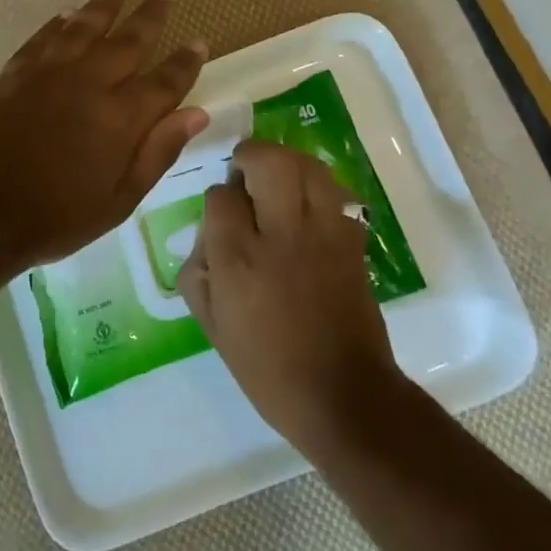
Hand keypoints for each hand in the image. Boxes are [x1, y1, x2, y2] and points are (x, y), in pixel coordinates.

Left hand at [0, 0, 208, 277]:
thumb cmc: (56, 217)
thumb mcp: (119, 200)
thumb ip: (158, 152)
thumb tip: (197, 114)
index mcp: (122, 117)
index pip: (165, 80)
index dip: (184, 62)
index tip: (198, 41)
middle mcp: (90, 82)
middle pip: (128, 40)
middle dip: (150, 15)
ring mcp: (50, 72)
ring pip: (84, 26)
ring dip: (104, 3)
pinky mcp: (16, 73)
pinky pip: (44, 37)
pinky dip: (59, 22)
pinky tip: (66, 13)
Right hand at [177, 139, 403, 451]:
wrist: (342, 395)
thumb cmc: (267, 366)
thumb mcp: (212, 326)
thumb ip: (197, 271)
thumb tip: (207, 233)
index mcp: (240, 258)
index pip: (222, 196)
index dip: (219, 197)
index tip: (222, 213)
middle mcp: (282, 234)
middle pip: (269, 161)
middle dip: (252, 155)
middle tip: (245, 172)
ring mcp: (324, 234)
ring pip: (308, 166)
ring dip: (288, 162)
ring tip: (277, 179)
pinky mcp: (353, 241)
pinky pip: (336, 192)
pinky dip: (318, 188)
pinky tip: (307, 207)